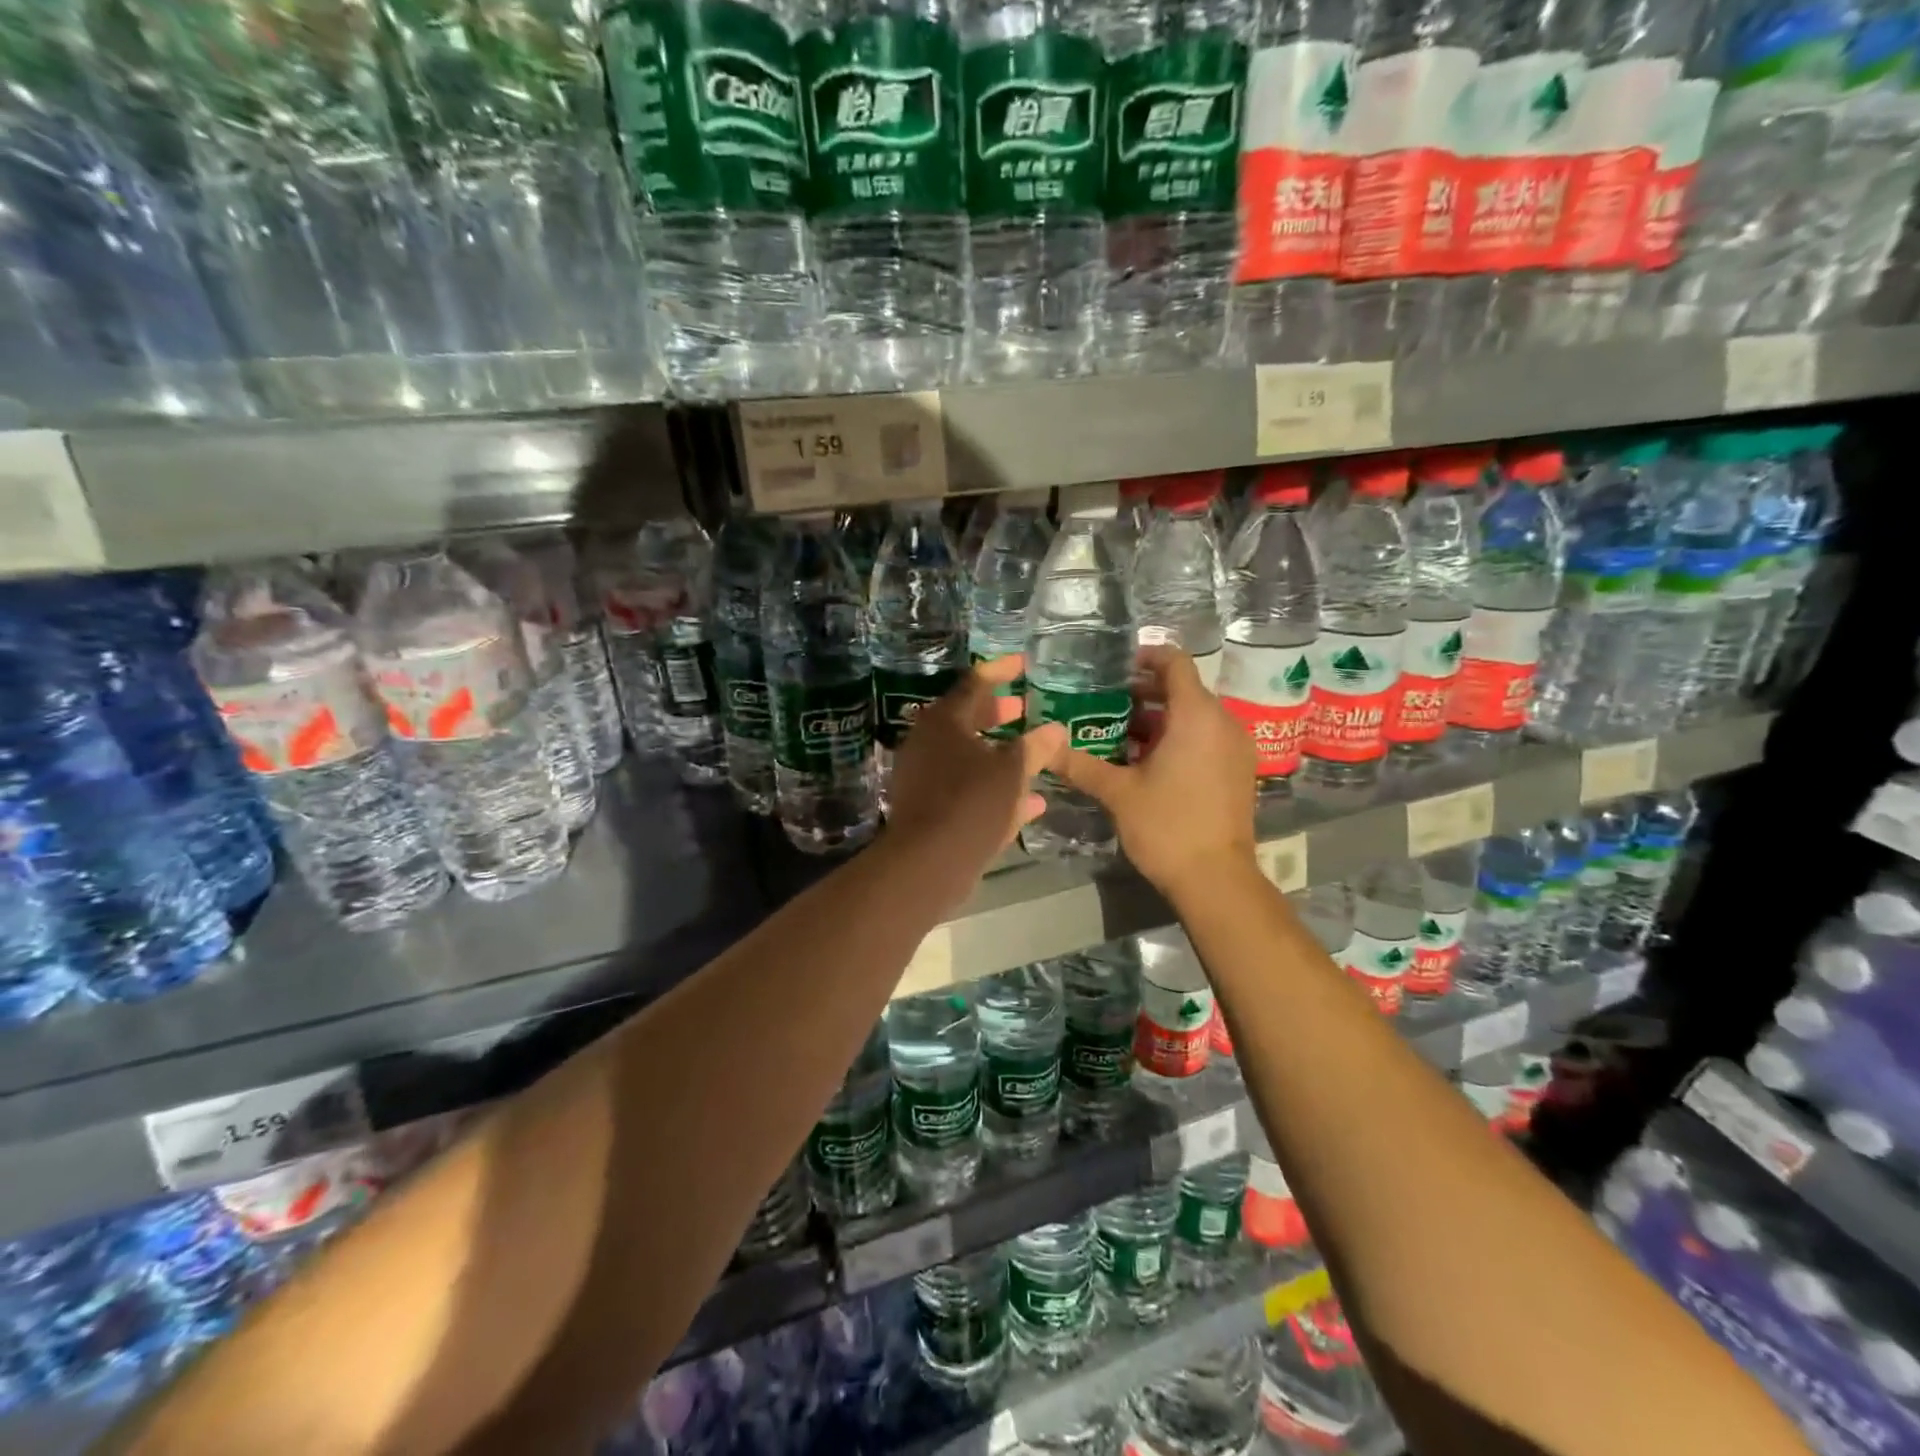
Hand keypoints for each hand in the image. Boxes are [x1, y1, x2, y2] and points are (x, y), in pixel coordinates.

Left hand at [885, 655, 1066, 868]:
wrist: (928, 862)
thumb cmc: (971, 803)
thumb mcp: (1012, 772)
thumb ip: (1035, 748)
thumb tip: (1056, 730)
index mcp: (943, 722)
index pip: (975, 683)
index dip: (1001, 671)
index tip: (1024, 664)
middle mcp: (928, 743)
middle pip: (967, 719)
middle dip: (999, 714)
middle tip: (1025, 709)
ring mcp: (925, 777)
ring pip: (967, 757)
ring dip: (999, 754)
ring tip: (1031, 753)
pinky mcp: (929, 808)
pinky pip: (966, 789)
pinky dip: (994, 789)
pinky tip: (1031, 802)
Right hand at [1050, 645, 1256, 899]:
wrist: (1217, 879)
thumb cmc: (1167, 826)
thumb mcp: (1117, 792)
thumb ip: (1080, 764)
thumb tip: (1043, 748)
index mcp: (1196, 715)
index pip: (1174, 662)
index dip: (1145, 657)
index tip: (1114, 668)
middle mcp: (1222, 722)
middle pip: (1182, 689)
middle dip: (1142, 693)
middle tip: (1103, 704)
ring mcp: (1235, 747)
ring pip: (1194, 716)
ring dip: (1158, 719)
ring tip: (1118, 734)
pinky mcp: (1238, 770)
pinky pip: (1206, 738)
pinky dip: (1178, 738)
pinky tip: (1146, 762)